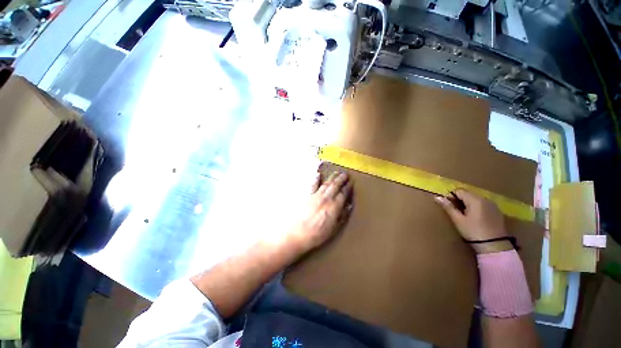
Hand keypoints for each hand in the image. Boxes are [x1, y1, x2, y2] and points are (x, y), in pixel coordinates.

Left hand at [289, 171, 352, 251]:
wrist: (298, 233)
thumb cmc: (317, 234)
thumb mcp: (334, 228)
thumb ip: (342, 216)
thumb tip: (348, 206)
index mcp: (334, 206)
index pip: (343, 194)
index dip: (348, 187)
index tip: (351, 182)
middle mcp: (326, 198)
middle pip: (335, 185)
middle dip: (341, 179)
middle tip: (345, 173)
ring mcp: (316, 196)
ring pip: (326, 183)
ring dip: (332, 177)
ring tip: (337, 172)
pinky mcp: (308, 196)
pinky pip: (313, 185)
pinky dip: (316, 179)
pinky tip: (318, 174)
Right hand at [435, 189, 511, 253]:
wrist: (495, 246)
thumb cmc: (473, 231)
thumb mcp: (458, 220)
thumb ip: (448, 207)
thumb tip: (437, 197)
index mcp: (475, 199)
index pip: (459, 191)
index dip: (451, 196)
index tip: (448, 206)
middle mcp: (485, 199)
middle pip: (468, 194)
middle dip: (460, 200)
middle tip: (455, 212)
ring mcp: (493, 205)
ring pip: (476, 199)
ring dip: (468, 204)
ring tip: (465, 216)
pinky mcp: (497, 212)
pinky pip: (483, 205)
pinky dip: (476, 208)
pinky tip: (475, 219)